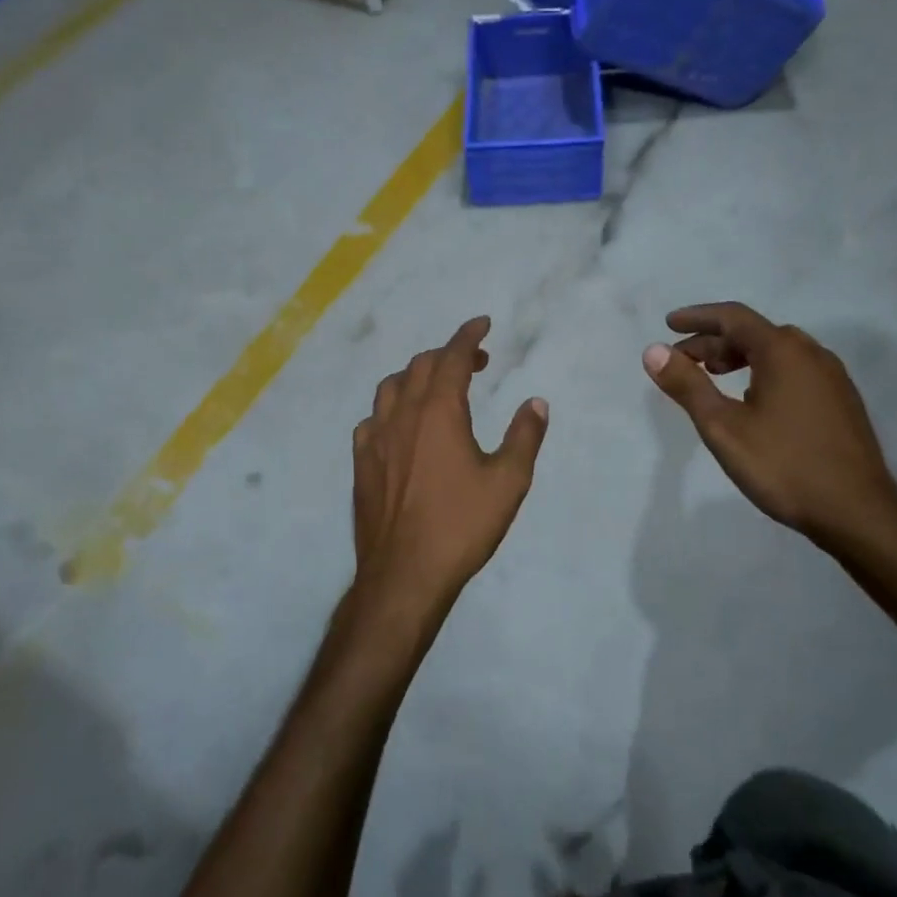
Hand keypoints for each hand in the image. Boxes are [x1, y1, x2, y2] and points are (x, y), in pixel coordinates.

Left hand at [352, 317, 548, 617]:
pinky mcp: (360, 463)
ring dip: (415, 376)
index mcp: (439, 411)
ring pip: (391, 388)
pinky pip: (372, 419)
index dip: (468, 335)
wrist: (404, 573)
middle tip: (474, 362)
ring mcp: (375, 438)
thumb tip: (536, 403)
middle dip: (447, 354)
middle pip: (420, 366)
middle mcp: (403, 414)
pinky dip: (391, 409)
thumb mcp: (508, 482)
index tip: (482, 323)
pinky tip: (400, 427)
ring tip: (436, 387)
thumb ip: (524, 436)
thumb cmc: (461, 525)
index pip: (451, 356)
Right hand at [643, 302, 896, 549]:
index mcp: (783, 351)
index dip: (698, 317)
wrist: (858, 513)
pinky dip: (764, 371)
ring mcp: (832, 378)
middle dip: (714, 341)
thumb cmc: (783, 465)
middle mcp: (812, 354)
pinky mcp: (842, 402)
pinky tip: (753, 400)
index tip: (669, 325)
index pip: (733, 317)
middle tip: (684, 361)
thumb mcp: (722, 427)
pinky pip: (795, 370)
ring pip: (777, 352)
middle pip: (755, 333)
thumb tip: (653, 351)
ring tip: (714, 376)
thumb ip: (687, 385)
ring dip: (740, 356)